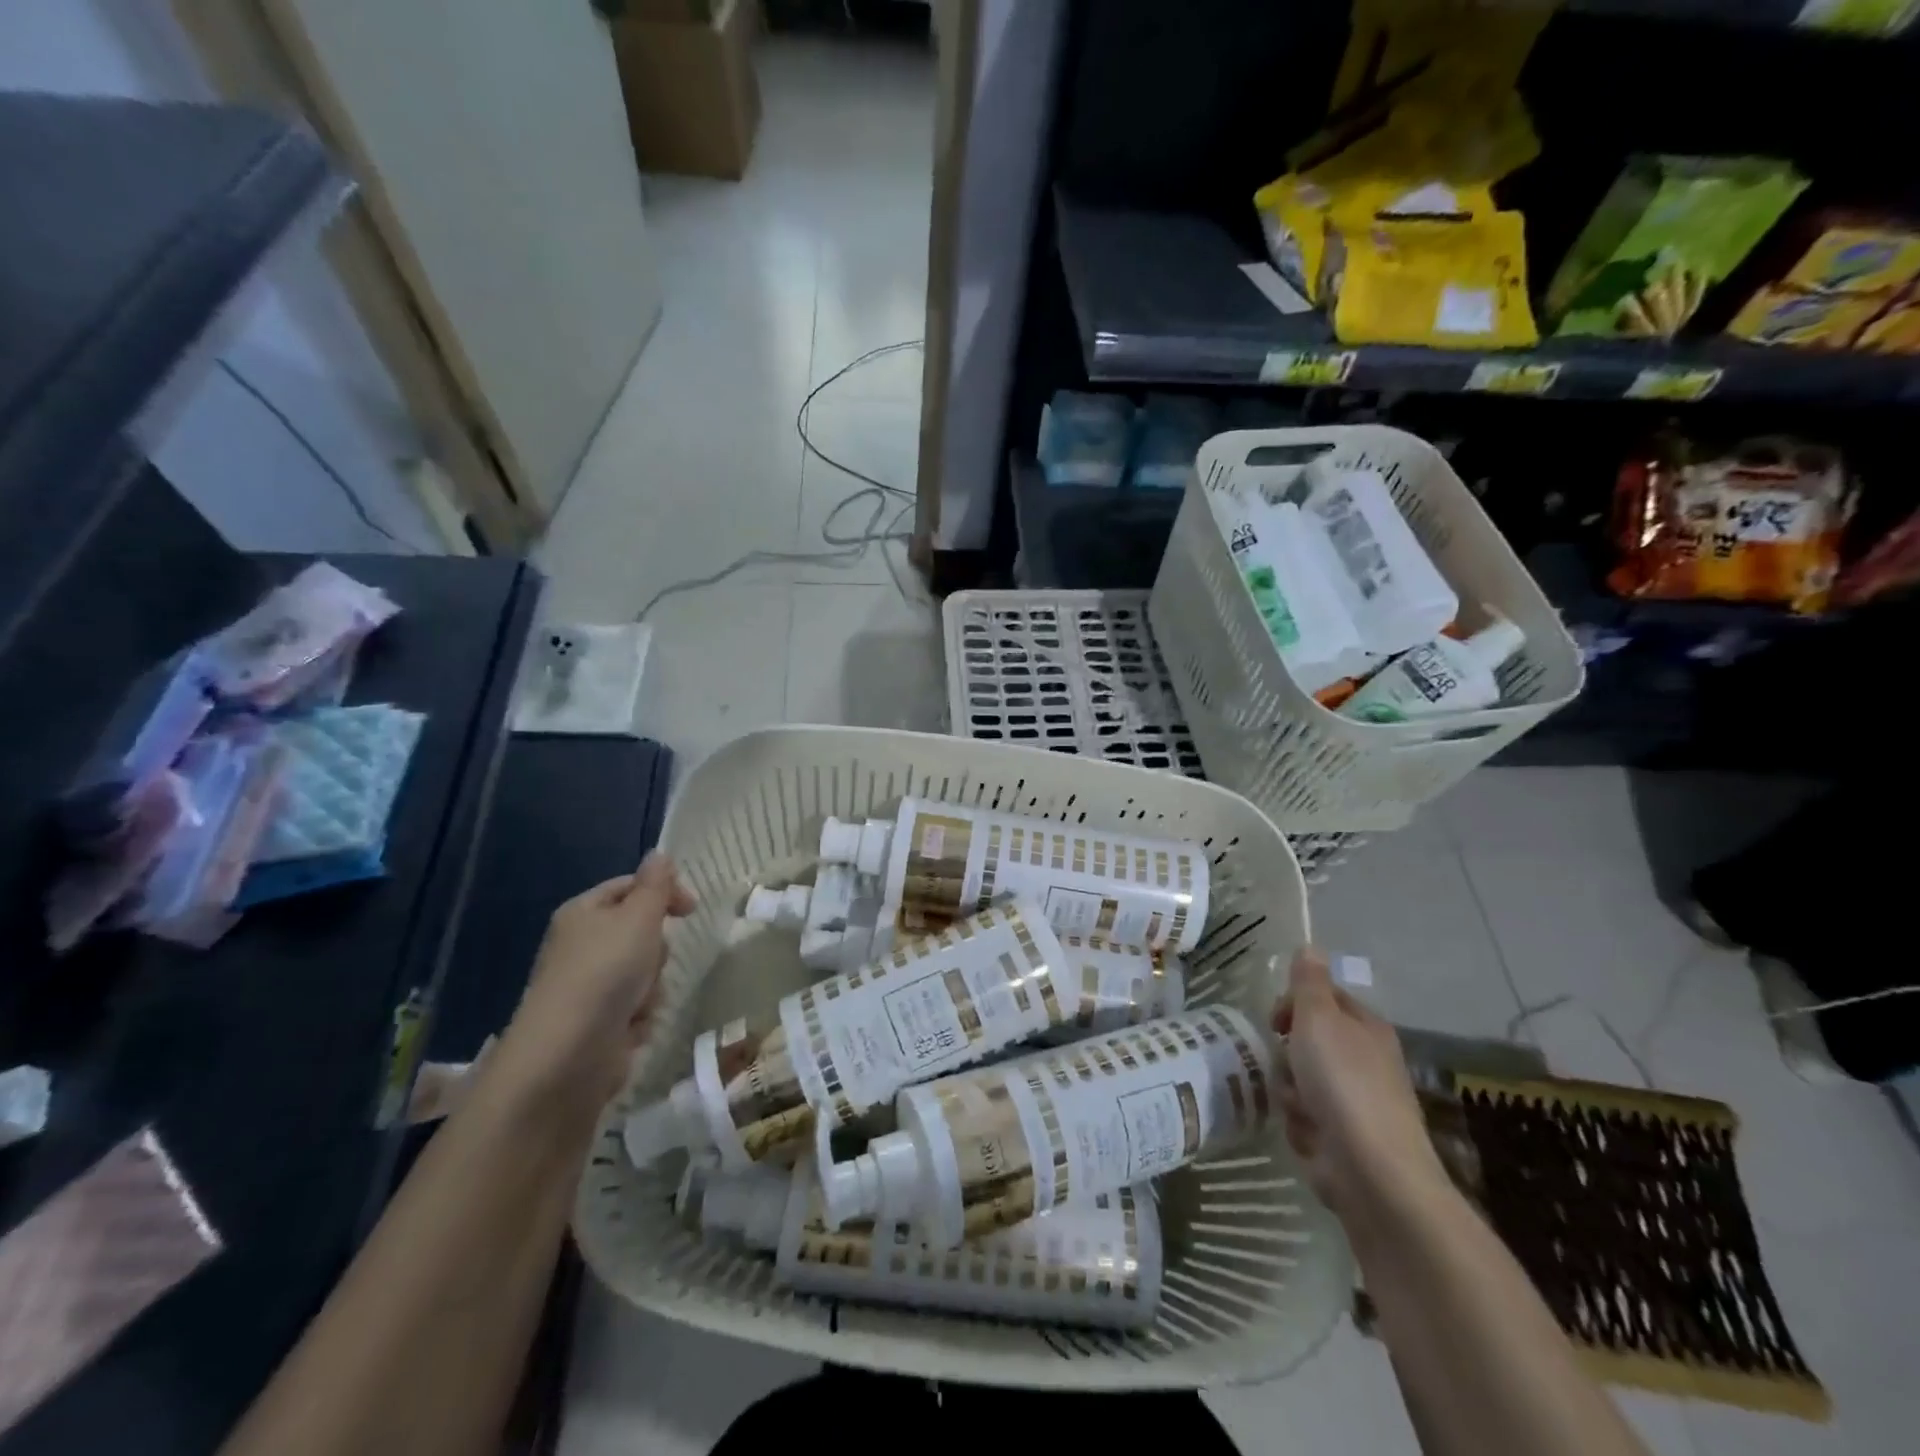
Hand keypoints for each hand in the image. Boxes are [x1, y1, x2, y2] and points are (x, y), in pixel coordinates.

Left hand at [494, 854, 695, 1112]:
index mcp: (583, 913)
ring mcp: (589, 988)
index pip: (630, 887)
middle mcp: (582, 946)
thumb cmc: (604, 974)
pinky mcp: (598, 1024)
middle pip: (641, 932)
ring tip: (637, 1003)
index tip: (692, 909)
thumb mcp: (638, 918)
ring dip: (651, 988)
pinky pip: (637, 1009)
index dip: (663, 892)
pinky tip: (629, 1029)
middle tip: (650, 961)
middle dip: (656, 950)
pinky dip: (639, 1018)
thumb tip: (660, 854)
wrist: (566, 1058)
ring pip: (645, 974)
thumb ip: (655, 886)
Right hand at [1272, 948, 1448, 1237]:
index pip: (1323, 999)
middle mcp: (1364, 1061)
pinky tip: (1308, 1135)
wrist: (1372, 1171)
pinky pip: (1304, 1118)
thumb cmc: (1343, 1083)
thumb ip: (1309, 983)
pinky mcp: (1342, 1139)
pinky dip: (1300, 1125)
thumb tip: (1310, 946)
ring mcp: (1355, 1103)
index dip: (1294, 1005)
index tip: (1276, 1021)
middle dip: (1289, 1055)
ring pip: (1300, 1081)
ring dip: (1290, 1092)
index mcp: (1365, 1028)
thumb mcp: (1318, 1019)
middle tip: (1288, 1064)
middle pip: (1307, 1042)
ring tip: (1299, 1106)